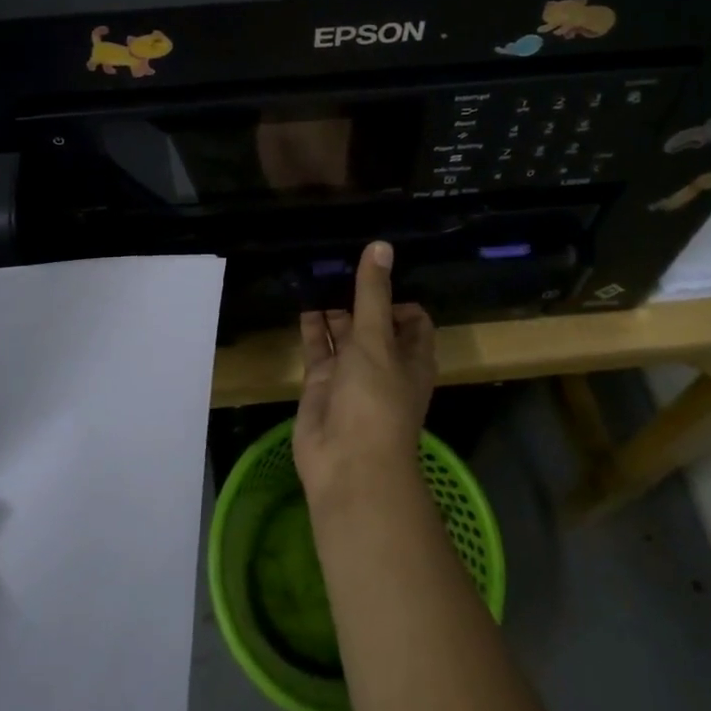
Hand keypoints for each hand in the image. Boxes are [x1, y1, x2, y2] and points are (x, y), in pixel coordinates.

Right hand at [294, 240, 436, 504]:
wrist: (348, 463)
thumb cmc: (375, 399)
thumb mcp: (377, 339)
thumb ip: (373, 293)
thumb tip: (381, 246)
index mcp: (411, 355)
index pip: (410, 317)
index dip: (396, 294)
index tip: (373, 269)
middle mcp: (383, 361)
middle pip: (373, 320)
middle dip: (359, 294)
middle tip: (336, 257)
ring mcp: (351, 373)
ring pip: (342, 331)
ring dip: (332, 306)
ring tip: (315, 268)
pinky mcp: (322, 382)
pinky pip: (317, 347)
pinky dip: (309, 325)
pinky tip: (299, 297)